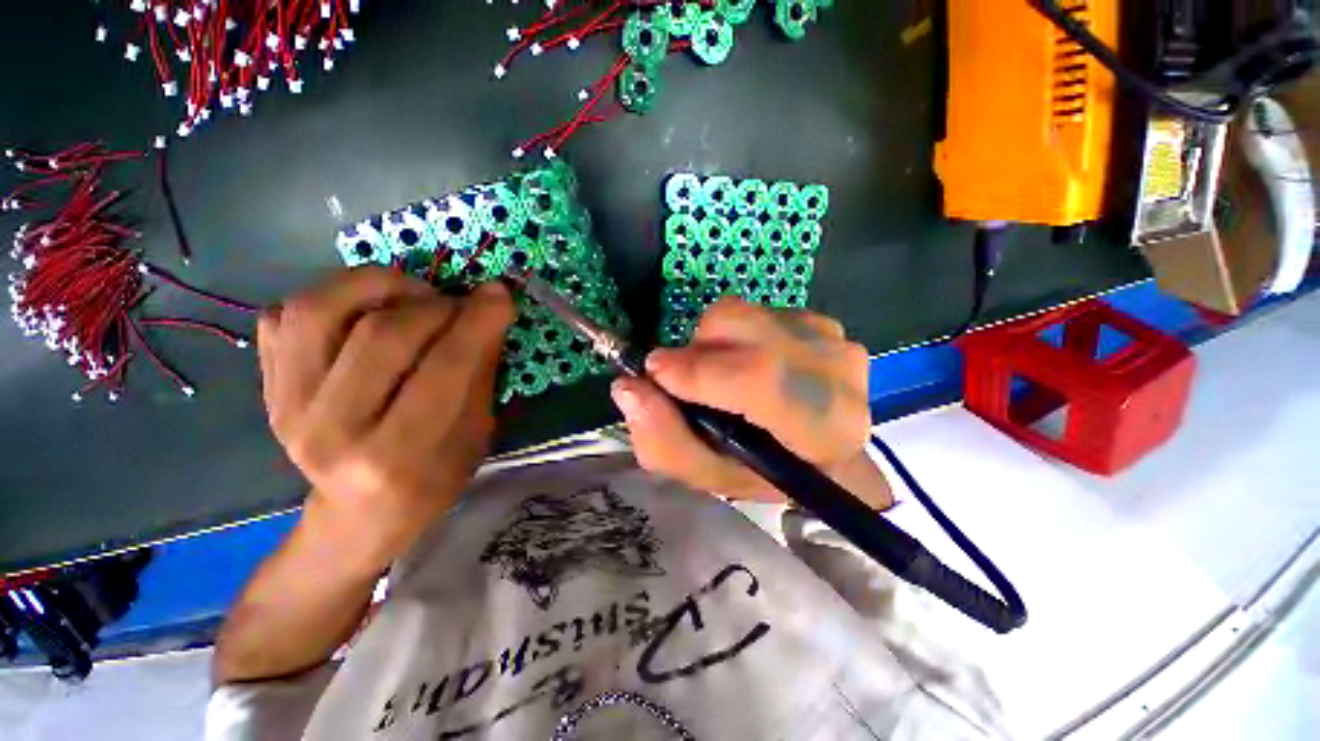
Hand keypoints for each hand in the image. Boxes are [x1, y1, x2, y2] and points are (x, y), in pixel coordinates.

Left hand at [257, 267, 514, 569]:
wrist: (361, 512)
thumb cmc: (434, 477)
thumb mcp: (476, 432)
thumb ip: (480, 368)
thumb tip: (490, 305)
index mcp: (398, 455)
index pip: (444, 368)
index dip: (477, 322)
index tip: (499, 294)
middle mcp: (333, 431)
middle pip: (382, 335)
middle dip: (435, 305)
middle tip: (458, 304)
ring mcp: (287, 407)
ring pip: (319, 310)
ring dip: (376, 285)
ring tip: (410, 293)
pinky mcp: (266, 388)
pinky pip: (284, 316)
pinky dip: (331, 298)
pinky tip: (365, 312)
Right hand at [611, 298, 884, 505]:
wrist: (817, 447)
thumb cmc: (764, 470)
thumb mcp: (709, 475)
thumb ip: (666, 441)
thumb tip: (627, 388)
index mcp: (823, 430)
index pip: (761, 381)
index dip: (700, 373)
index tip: (655, 373)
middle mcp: (838, 373)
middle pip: (744, 330)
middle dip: (697, 354)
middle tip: (686, 384)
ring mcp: (831, 337)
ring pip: (740, 314)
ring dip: (712, 345)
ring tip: (719, 378)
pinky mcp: (818, 319)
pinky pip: (750, 311)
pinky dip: (732, 336)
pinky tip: (744, 364)